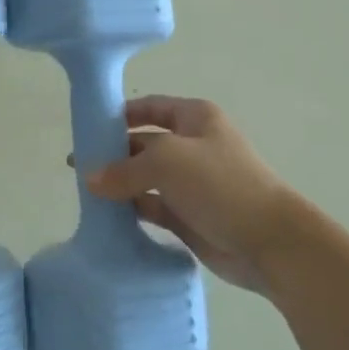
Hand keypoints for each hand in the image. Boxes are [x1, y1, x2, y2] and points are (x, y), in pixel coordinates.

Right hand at [84, 96, 308, 293]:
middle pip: (145, 143)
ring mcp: (192, 183)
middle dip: (114, 153)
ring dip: (120, 184)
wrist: (270, 242)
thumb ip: (125, 168)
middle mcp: (193, 146)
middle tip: (78, 167)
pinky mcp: (189, 216)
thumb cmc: (220, 184)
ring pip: (146, 178)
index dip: (122, 114)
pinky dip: (132, 209)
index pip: (151, 107)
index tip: (89, 127)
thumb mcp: (167, 162)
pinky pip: (153, 207)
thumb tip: (90, 178)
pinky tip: (107, 215)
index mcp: (195, 118)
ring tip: (85, 192)